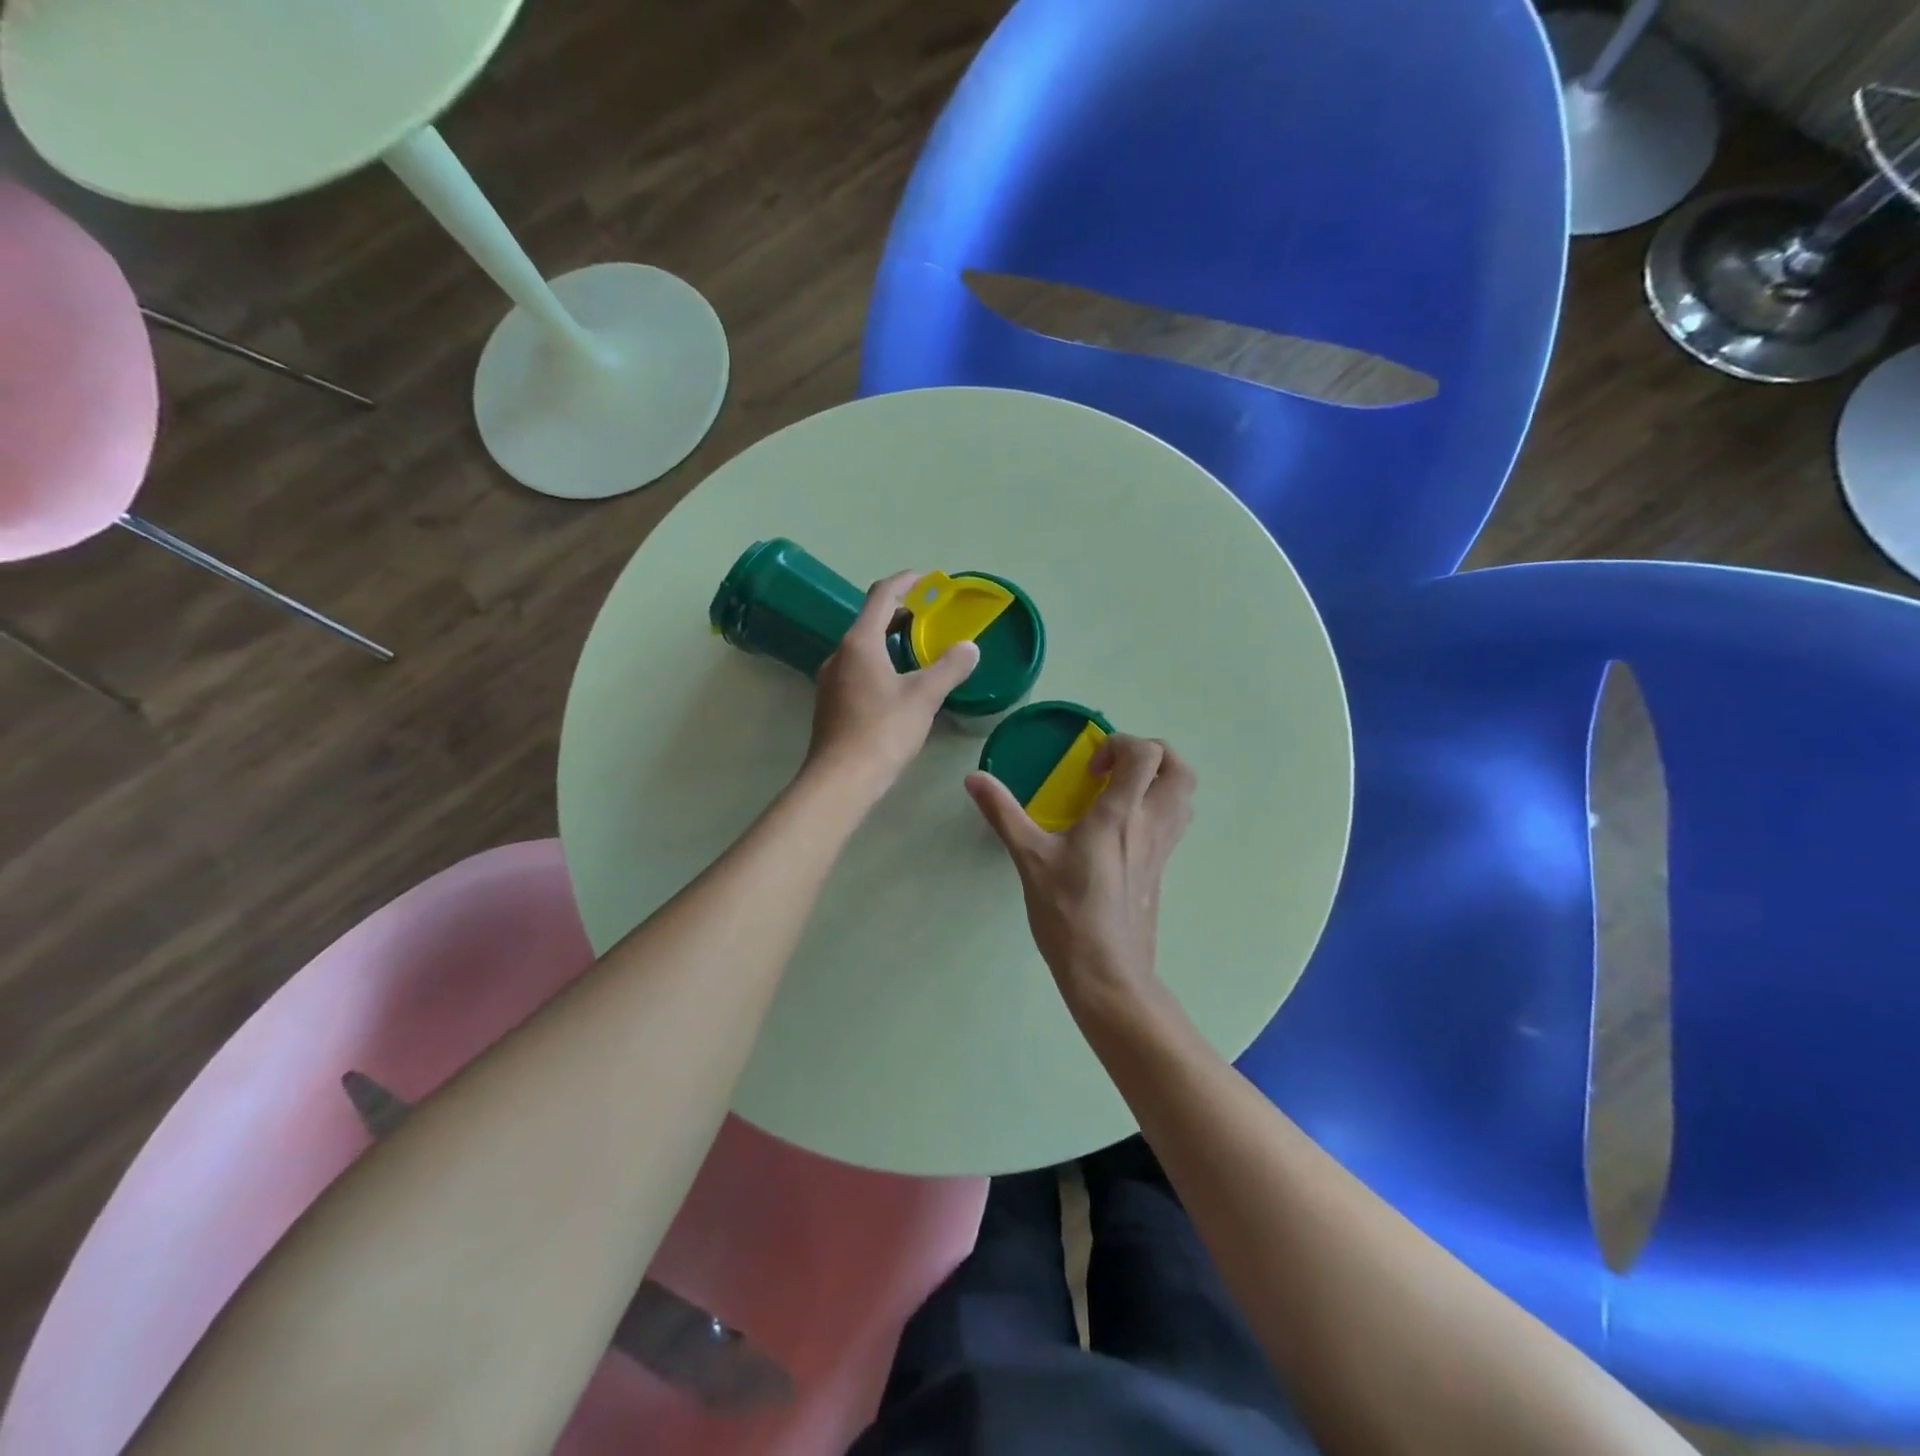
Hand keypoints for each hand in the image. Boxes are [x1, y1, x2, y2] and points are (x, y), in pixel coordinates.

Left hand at [806, 571, 979, 803]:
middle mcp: (840, 655)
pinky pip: (858, 669)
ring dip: (887, 639)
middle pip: (869, 621)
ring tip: (915, 647)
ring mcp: (832, 680)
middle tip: (925, 614)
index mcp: (860, 643)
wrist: (841, 779)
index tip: (924, 577)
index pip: (880, 596)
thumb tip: (970, 647)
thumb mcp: (924, 697)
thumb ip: (949, 668)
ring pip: (862, 647)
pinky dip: (879, 662)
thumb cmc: (883, 731)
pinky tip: (897, 683)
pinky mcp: (832, 703)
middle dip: (897, 612)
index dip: (903, 582)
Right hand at [966, 735, 1195, 1014]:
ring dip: (1160, 779)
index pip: (1144, 754)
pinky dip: (1159, 807)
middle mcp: (1151, 824)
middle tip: (1114, 769)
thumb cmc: (1068, 913)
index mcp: (1120, 815)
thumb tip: (973, 778)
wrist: (1107, 972)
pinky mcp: (1163, 869)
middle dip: (1150, 754)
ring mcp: (1163, 848)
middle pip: (1179, 768)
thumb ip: (1003, 813)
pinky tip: (1124, 827)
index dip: (1119, 745)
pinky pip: (1176, 822)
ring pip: (1184, 796)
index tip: (1090, 770)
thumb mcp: (1029, 859)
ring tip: (1122, 791)